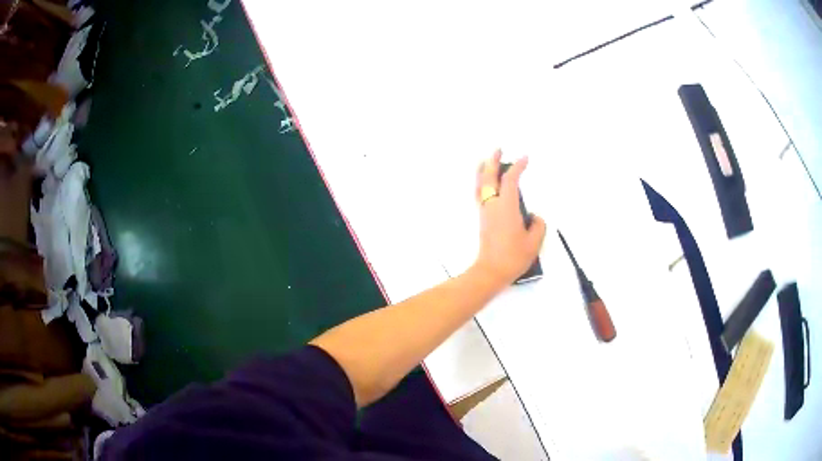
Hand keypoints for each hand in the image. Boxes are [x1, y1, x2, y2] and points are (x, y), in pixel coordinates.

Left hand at [473, 150, 545, 286]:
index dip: (517, 166)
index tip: (525, 158)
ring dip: (483, 171)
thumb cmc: (513, 256)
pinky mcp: (482, 219)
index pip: (510, 180)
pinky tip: (484, 184)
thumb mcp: (534, 242)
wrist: (491, 271)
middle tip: (497, 149)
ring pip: (480, 185)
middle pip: (489, 177)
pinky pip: (479, 195)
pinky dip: (481, 184)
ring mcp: (485, 212)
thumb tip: (534, 217)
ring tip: (485, 161)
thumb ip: (538, 225)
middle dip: (493, 161)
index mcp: (506, 206)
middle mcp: (492, 205)